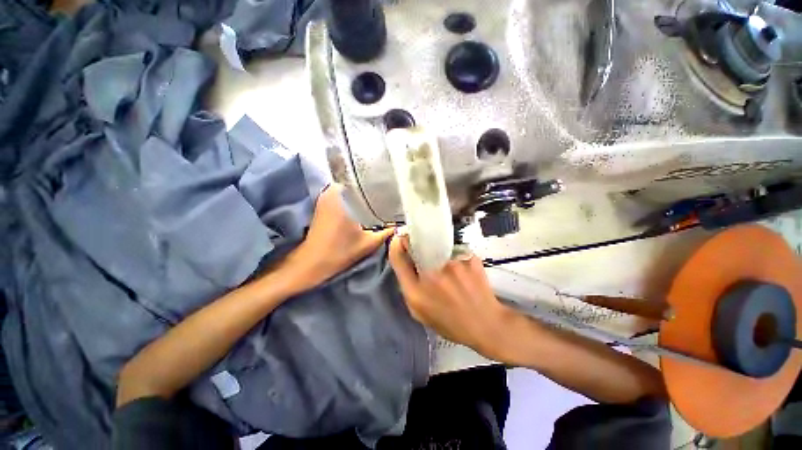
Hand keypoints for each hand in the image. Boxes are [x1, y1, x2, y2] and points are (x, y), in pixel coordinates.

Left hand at [286, 184, 393, 290]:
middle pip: (358, 181)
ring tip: (381, 195)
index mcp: (342, 195)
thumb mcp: (369, 242)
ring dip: (363, 191)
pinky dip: (354, 197)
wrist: (312, 263)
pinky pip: (343, 193)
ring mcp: (326, 196)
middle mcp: (332, 191)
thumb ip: (387, 231)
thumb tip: (403, 224)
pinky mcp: (324, 203)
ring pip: (350, 187)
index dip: (379, 180)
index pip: (364, 177)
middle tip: (390, 190)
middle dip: (373, 185)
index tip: (392, 182)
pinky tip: (366, 204)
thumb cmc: (340, 252)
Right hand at [388, 235, 519, 361]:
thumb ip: (408, 286)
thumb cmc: (450, 322)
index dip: (396, 244)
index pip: (398, 256)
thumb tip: (404, 260)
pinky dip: (453, 256)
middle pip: (417, 245)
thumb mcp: (420, 312)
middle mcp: (432, 273)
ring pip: (437, 245)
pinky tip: (461, 270)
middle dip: (416, 244)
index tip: (400, 239)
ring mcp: (453, 263)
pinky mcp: (469, 257)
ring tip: (447, 268)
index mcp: (416, 291)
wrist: (486, 324)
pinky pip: (454, 249)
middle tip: (424, 253)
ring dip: (437, 251)